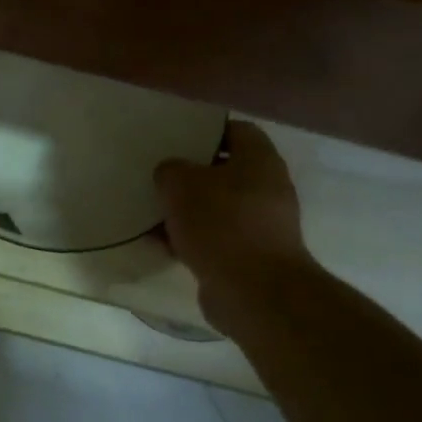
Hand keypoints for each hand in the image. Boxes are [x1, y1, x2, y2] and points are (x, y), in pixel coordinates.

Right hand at [154, 121, 310, 328]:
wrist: (253, 291)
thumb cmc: (221, 224)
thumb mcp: (180, 184)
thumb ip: (170, 170)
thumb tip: (171, 175)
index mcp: (260, 160)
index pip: (237, 130)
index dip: (206, 132)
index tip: (176, 139)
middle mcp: (268, 188)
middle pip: (225, 172)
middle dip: (191, 176)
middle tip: (160, 177)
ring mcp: (262, 225)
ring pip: (217, 208)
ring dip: (187, 211)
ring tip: (153, 214)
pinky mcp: (250, 257)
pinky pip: (216, 239)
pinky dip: (192, 240)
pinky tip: (163, 245)